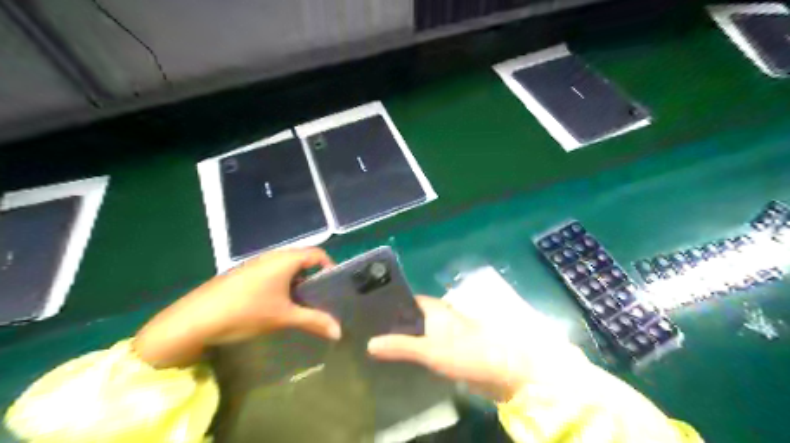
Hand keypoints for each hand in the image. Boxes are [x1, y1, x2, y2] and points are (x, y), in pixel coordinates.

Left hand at [134, 249, 343, 365]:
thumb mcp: (284, 317)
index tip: (334, 287)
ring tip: (300, 305)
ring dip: (296, 283)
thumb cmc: (246, 312)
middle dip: (313, 278)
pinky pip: (270, 274)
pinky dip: (280, 286)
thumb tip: (339, 332)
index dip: (329, 266)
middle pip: (301, 260)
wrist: (194, 320)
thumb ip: (314, 321)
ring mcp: (254, 265)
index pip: (317, 254)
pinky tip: (274, 306)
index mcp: (285, 260)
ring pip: (285, 268)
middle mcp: (271, 257)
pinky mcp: (241, 275)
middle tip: (320, 298)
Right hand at [370, 297, 536, 400]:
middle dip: (392, 324)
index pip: (406, 300)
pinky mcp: (449, 348)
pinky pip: (426, 345)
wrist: (501, 370)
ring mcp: (444, 333)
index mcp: (434, 308)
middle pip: (410, 316)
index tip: (367, 314)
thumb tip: (369, 343)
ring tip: (377, 346)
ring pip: (418, 331)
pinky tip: (400, 358)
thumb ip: (400, 346)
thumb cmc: (465, 352)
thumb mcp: (429, 350)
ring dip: (402, 338)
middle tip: (366, 332)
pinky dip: (413, 349)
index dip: (388, 305)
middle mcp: (438, 316)